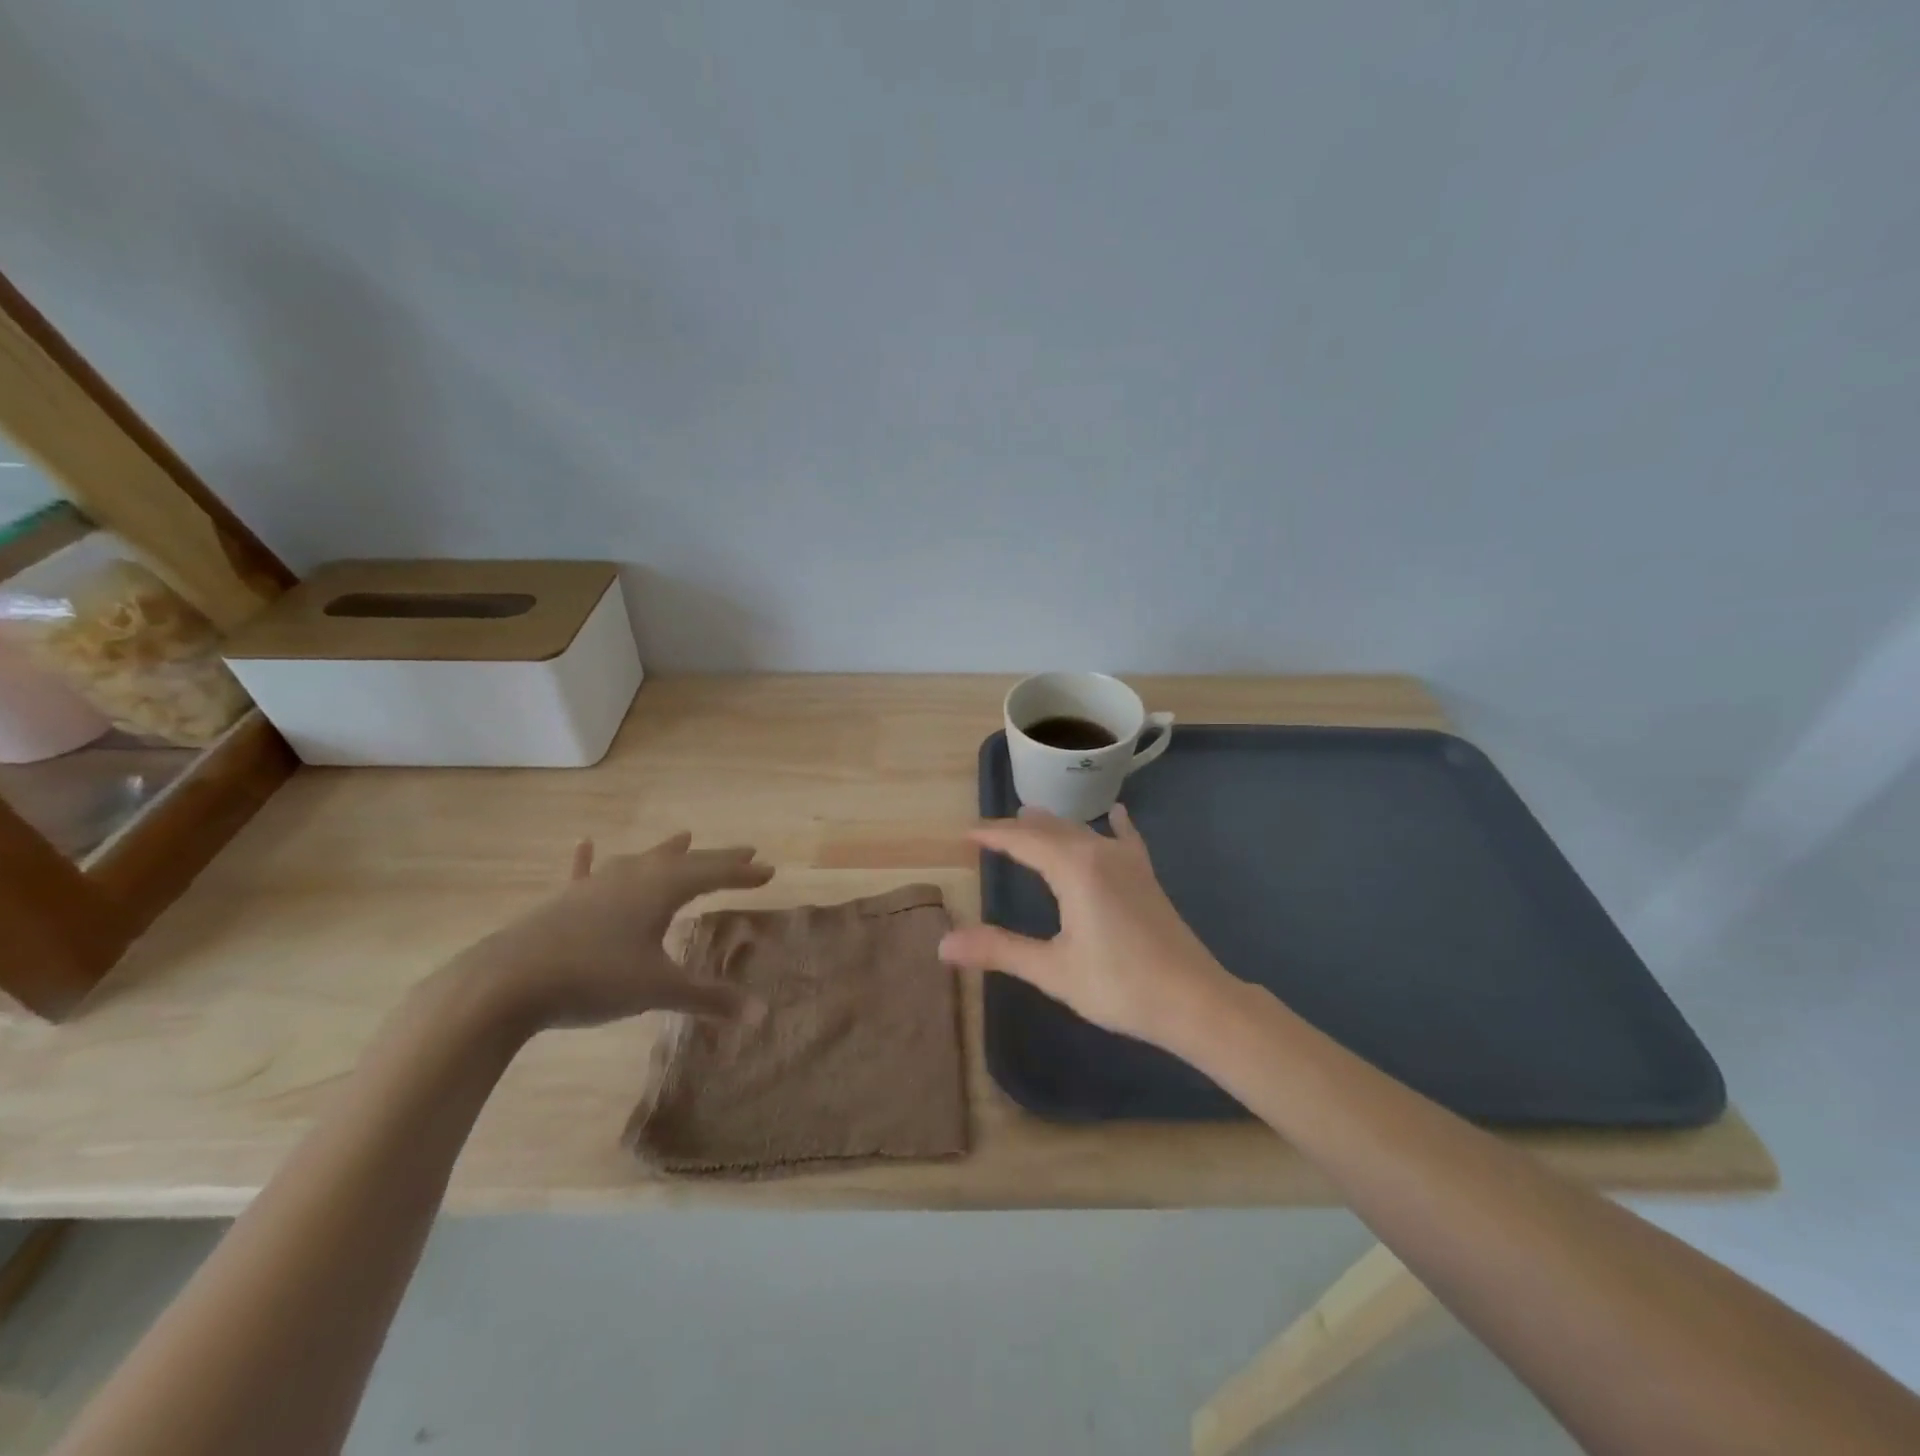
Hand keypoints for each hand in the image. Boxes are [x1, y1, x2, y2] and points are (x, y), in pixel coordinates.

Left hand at [453, 832, 773, 1031]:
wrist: (507, 982)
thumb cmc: (594, 978)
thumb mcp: (658, 989)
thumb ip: (709, 999)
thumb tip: (761, 1014)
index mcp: (661, 889)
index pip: (713, 874)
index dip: (743, 873)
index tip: (769, 870)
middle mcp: (633, 877)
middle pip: (684, 861)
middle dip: (717, 858)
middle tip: (746, 851)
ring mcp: (595, 885)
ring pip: (640, 860)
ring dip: (666, 851)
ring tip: (684, 836)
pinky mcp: (563, 901)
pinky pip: (584, 874)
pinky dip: (588, 860)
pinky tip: (585, 844)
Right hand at [938, 805, 1237, 1047]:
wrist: (1194, 1000)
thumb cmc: (1119, 985)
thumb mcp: (1052, 971)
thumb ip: (999, 950)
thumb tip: (943, 944)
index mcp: (1074, 869)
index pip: (1023, 841)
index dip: (992, 835)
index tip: (965, 834)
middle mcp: (1100, 853)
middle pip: (1051, 830)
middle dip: (1018, 828)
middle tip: (989, 831)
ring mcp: (1128, 862)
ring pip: (1082, 831)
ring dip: (1053, 825)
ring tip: (1031, 817)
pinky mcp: (1146, 877)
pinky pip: (1125, 839)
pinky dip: (1114, 826)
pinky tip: (1117, 813)